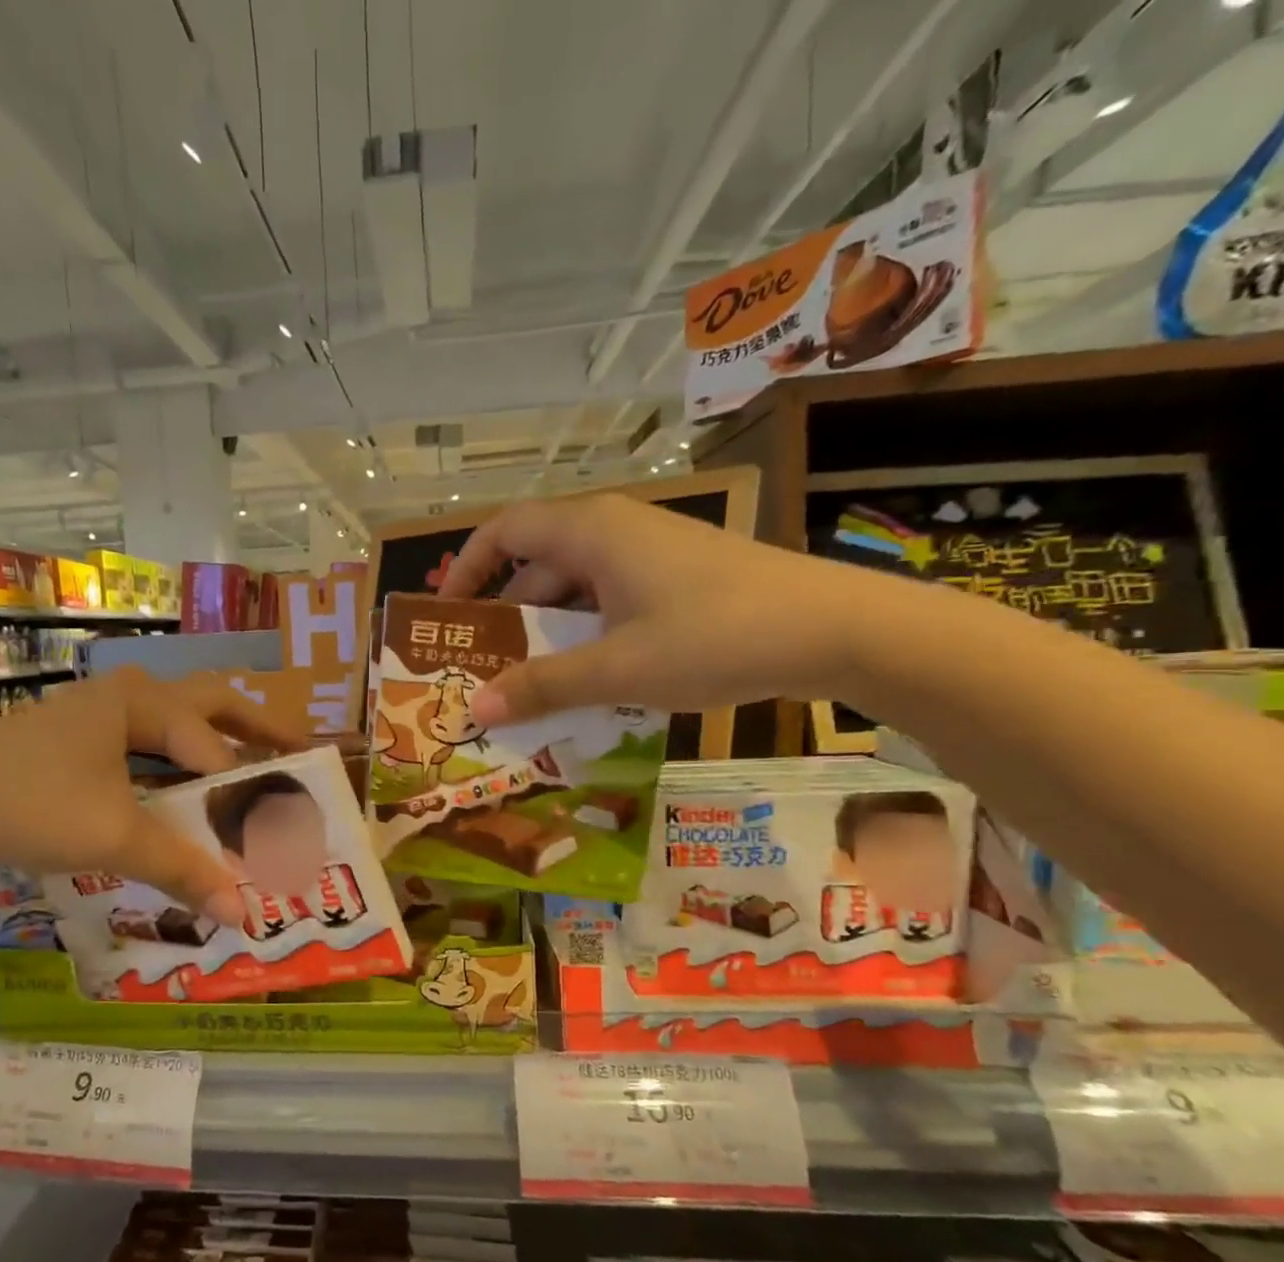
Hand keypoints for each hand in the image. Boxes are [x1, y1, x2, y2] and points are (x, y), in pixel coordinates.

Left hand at [0, 668, 302, 922]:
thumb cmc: (28, 805)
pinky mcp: (80, 740)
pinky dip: (177, 763)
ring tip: (252, 769)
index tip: (275, 830)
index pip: (213, 748)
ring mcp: (100, 715)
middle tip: (296, 753)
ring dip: (217, 742)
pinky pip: (147, 744)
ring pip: (178, 722)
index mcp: (142, 703)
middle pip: (211, 703)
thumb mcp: (112, 838)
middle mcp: (128, 696)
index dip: (245, 792)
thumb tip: (244, 914)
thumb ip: (183, 870)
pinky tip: (183, 791)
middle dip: (256, 727)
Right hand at [438, 494, 876, 721]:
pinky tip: (587, 683)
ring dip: (547, 636)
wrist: (837, 629)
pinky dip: (586, 638)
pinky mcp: (675, 580)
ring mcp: (648, 556)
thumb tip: (475, 708)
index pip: (504, 531)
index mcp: (590, 532)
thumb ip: (543, 686)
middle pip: (536, 566)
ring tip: (527, 689)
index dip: (466, 568)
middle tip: (481, 671)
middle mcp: (614, 532)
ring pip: (574, 590)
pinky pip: (608, 603)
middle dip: (505, 619)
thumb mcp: (618, 668)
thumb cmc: (716, 636)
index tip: (445, 616)